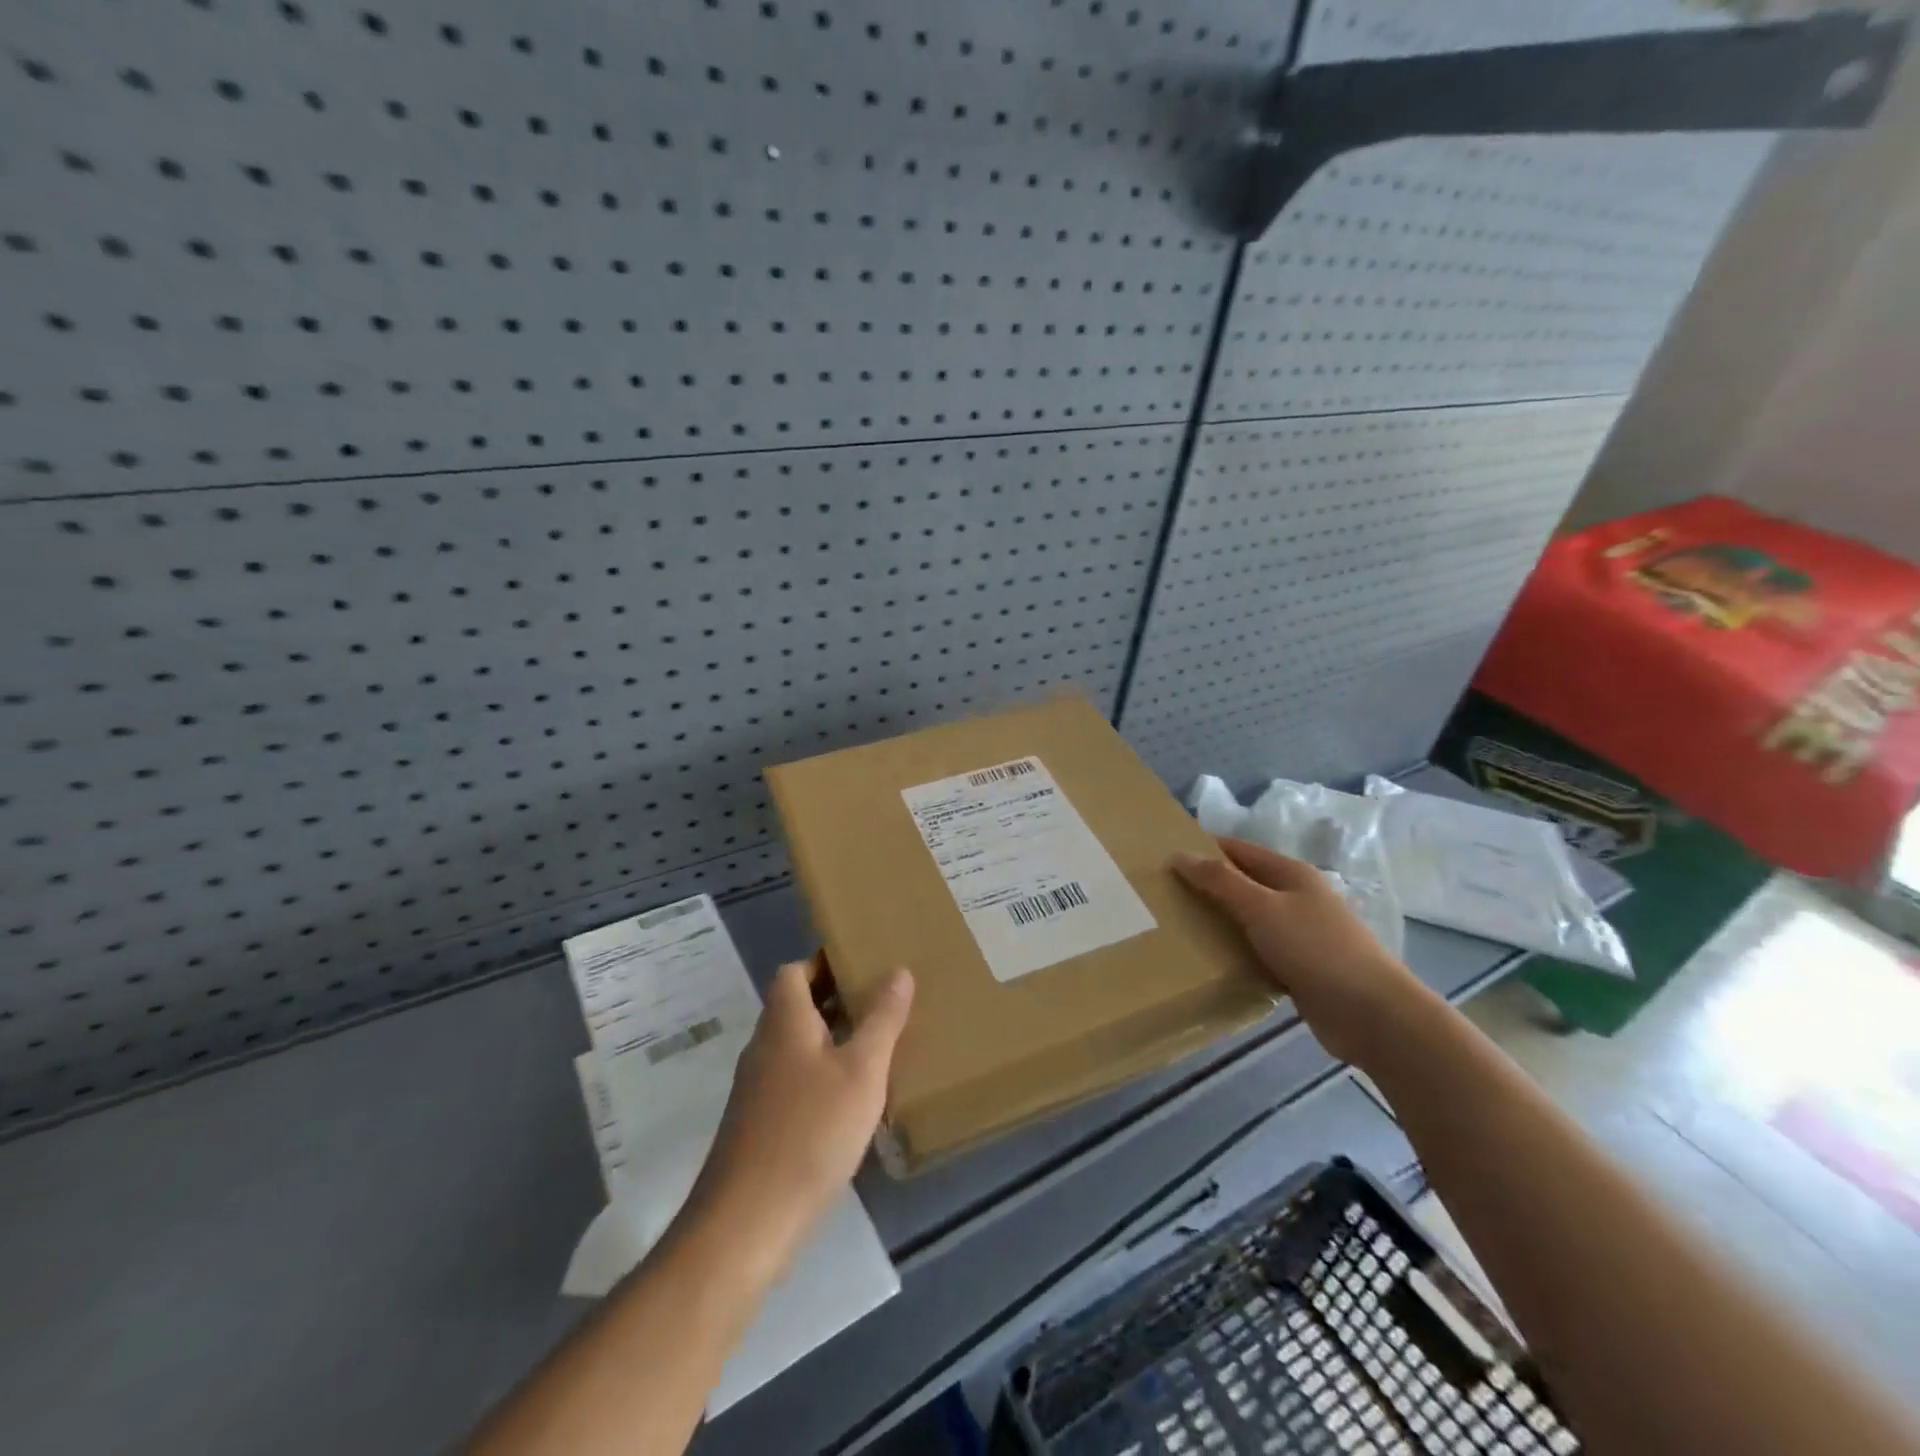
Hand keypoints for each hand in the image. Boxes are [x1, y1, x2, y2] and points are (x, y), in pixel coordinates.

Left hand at [686, 959, 913, 1276]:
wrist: (747, 1222)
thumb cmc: (810, 1132)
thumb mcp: (861, 1071)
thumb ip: (882, 1019)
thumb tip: (898, 971)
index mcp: (784, 1022)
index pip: (793, 971)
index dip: (824, 961)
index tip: (861, 961)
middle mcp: (764, 1046)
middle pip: (795, 1005)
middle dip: (835, 998)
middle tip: (880, 999)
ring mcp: (757, 1088)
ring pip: (796, 1044)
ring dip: (830, 1036)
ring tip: (875, 1043)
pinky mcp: (759, 1124)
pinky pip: (794, 1078)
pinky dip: (822, 1073)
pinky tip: (852, 1098)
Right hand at [1173, 837, 1428, 1064]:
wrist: (1372, 1014)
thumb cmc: (1316, 949)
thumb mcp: (1262, 908)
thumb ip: (1219, 881)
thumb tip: (1178, 855)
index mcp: (1291, 874)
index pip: (1238, 850)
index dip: (1204, 849)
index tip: (1164, 857)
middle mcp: (1296, 898)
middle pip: (1243, 884)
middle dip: (1207, 887)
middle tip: (1163, 895)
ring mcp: (1300, 934)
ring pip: (1249, 920)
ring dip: (1219, 922)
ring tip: (1176, 926)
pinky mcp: (1300, 968)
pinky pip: (1257, 951)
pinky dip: (1235, 952)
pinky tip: (1210, 960)